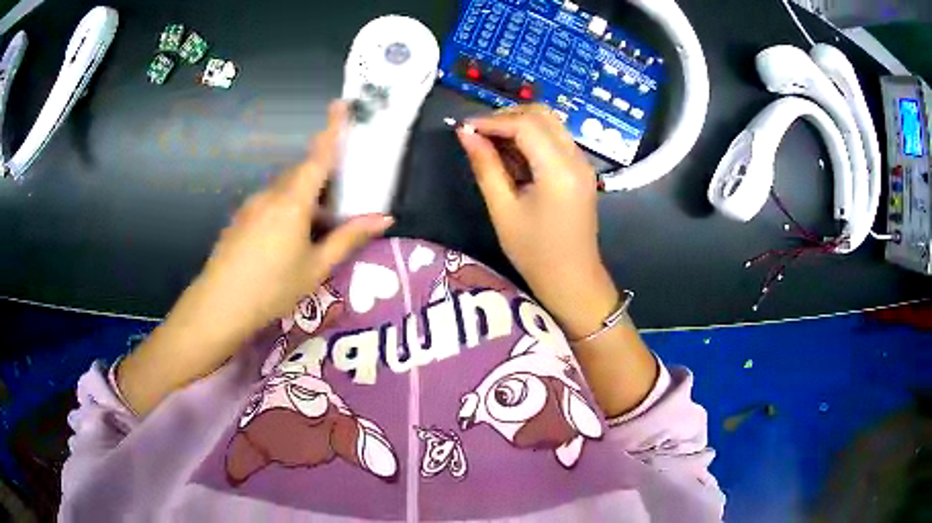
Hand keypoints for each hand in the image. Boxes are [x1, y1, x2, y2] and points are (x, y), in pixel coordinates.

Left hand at [118, 101, 392, 414]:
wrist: (219, 305)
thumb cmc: (273, 287)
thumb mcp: (316, 267)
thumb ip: (348, 239)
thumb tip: (384, 218)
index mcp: (293, 202)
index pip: (318, 157)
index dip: (332, 129)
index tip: (340, 104)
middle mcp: (270, 195)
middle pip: (301, 176)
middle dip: (320, 183)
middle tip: (335, 211)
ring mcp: (251, 206)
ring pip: (284, 193)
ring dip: (302, 203)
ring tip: (309, 239)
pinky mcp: (239, 219)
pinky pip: (268, 205)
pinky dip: (284, 214)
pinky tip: (282, 247)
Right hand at [457, 105, 617, 338]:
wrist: (572, 279)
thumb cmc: (535, 253)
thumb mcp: (503, 210)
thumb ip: (485, 167)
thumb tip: (465, 134)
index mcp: (559, 170)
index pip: (526, 125)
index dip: (492, 121)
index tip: (465, 128)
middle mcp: (576, 158)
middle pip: (542, 115)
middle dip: (507, 117)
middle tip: (478, 134)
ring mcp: (582, 163)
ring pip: (550, 123)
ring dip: (519, 125)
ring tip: (491, 144)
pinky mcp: (580, 170)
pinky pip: (555, 139)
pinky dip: (532, 138)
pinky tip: (512, 156)